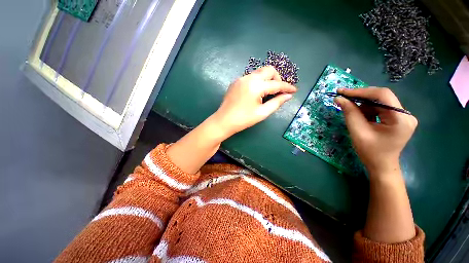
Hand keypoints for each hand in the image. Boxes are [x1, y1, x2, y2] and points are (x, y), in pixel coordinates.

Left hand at [212, 66, 296, 136]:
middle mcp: (249, 78)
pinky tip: (257, 92)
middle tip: (279, 91)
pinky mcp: (236, 82)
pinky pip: (251, 77)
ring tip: (268, 92)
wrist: (224, 121)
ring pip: (259, 73)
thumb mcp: (262, 113)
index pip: (276, 84)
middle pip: (268, 70)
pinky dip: (258, 82)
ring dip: (267, 80)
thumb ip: (277, 102)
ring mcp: (241, 79)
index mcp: (256, 86)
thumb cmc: (243, 119)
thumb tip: (288, 96)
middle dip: (277, 79)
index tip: (294, 90)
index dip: (287, 87)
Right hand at [334, 87, 417, 175]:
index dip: (361, 92)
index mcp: (401, 119)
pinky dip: (367, 110)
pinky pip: (380, 108)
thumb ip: (349, 113)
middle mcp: (405, 115)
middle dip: (360, 98)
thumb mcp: (358, 132)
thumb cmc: (370, 152)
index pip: (382, 95)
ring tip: (352, 114)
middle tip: (343, 99)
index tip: (342, 92)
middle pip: (381, 98)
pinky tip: (360, 117)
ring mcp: (403, 116)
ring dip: (363, 105)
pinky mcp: (398, 119)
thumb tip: (338, 98)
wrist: (381, 165)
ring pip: (379, 102)